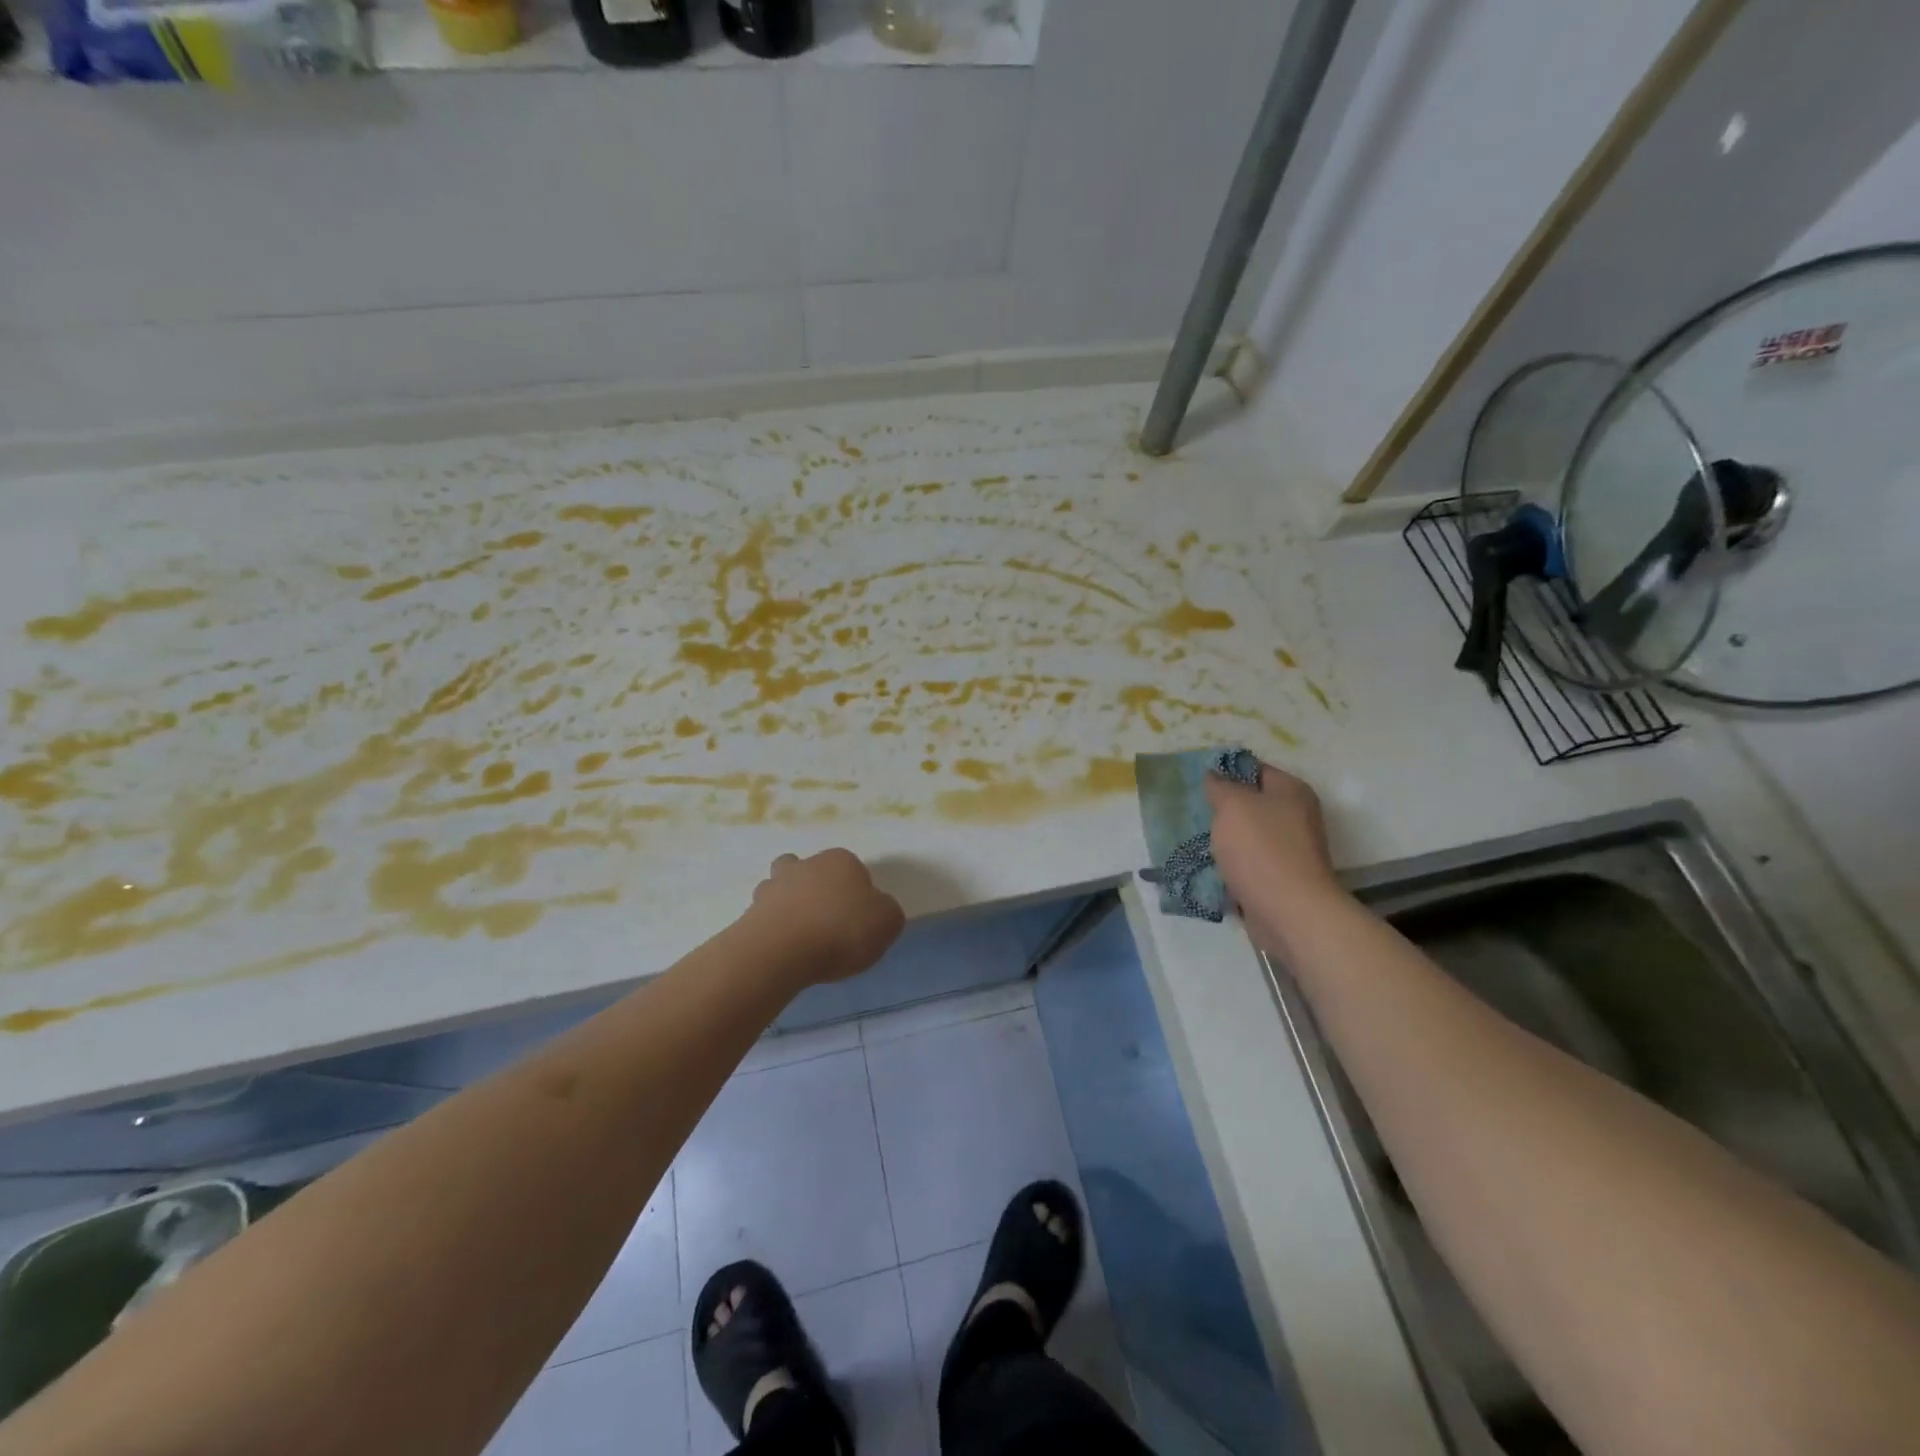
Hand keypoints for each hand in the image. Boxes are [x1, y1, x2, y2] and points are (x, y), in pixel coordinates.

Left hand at [746, 848, 905, 985]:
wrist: (781, 951)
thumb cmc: (842, 931)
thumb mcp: (887, 922)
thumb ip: (886, 912)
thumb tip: (876, 910)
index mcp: (841, 860)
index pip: (855, 870)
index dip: (859, 894)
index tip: (860, 921)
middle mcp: (805, 864)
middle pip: (813, 872)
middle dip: (818, 891)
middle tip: (828, 923)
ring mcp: (773, 886)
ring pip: (783, 888)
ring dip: (790, 905)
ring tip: (800, 937)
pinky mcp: (750, 912)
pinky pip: (766, 916)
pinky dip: (774, 928)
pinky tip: (784, 950)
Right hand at [1204, 761, 1344, 953]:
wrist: (1290, 912)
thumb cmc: (1261, 849)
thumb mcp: (1233, 805)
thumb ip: (1220, 786)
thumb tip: (1214, 776)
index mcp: (1291, 791)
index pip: (1255, 769)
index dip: (1226, 771)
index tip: (1197, 781)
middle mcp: (1296, 816)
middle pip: (1252, 803)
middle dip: (1222, 808)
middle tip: (1193, 811)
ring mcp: (1290, 849)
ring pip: (1248, 835)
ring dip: (1225, 839)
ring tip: (1195, 839)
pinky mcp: (1281, 878)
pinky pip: (1249, 863)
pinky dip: (1231, 865)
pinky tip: (1209, 867)